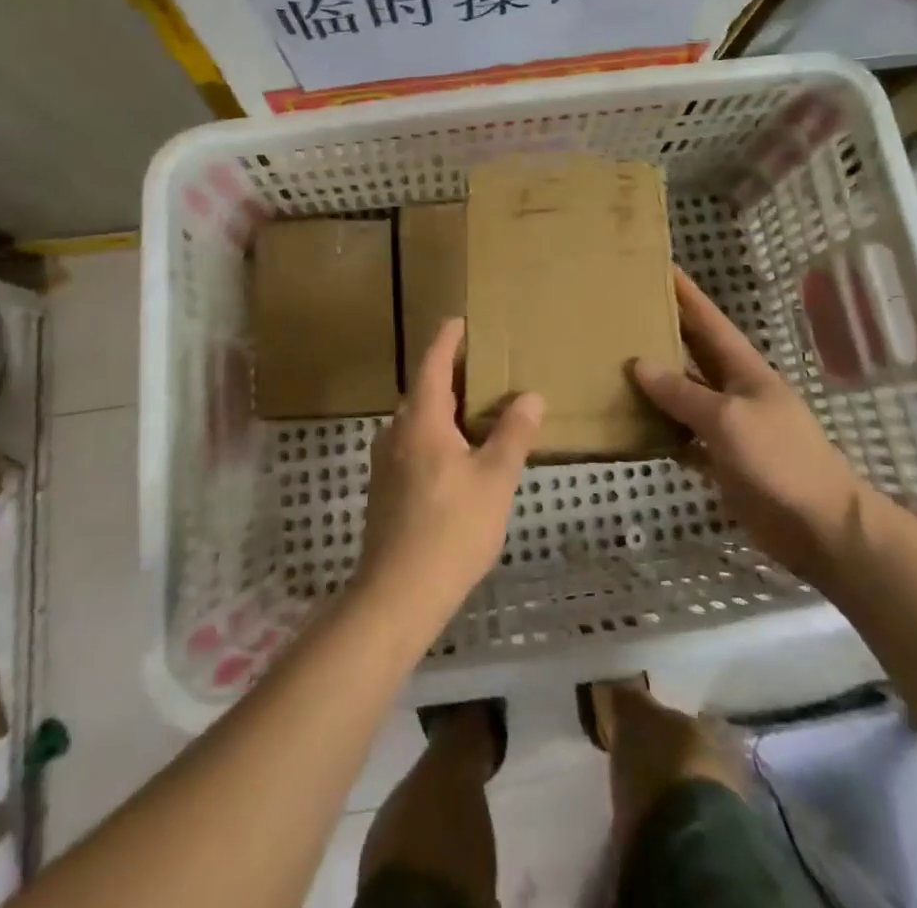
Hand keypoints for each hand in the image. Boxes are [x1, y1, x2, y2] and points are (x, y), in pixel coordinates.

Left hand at [353, 318, 542, 641]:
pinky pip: (414, 442)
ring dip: (445, 406)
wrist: (396, 595)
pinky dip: (437, 433)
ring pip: (418, 418)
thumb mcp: (495, 480)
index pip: (432, 361)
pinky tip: (460, 455)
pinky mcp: (385, 487)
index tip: (464, 321)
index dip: (448, 338)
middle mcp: (397, 431)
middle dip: (452, 373)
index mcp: (421, 419)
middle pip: (424, 388)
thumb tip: (531, 395)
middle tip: (487, 367)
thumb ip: (513, 434)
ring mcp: (386, 460)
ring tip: (479, 410)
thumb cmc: (451, 530)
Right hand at [632, 269, 864, 579]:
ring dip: (654, 383)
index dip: (686, 293)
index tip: (659, 265)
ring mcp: (728, 426)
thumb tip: (639, 364)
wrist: (820, 528)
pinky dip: (660, 431)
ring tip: (613, 364)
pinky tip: (631, 426)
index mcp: (743, 369)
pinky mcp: (721, 460)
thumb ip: (682, 392)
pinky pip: (683, 437)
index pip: (708, 320)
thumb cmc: (779, 459)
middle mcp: (733, 390)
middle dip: (663, 331)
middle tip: (622, 312)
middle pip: (692, 353)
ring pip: (683, 395)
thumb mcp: (728, 418)